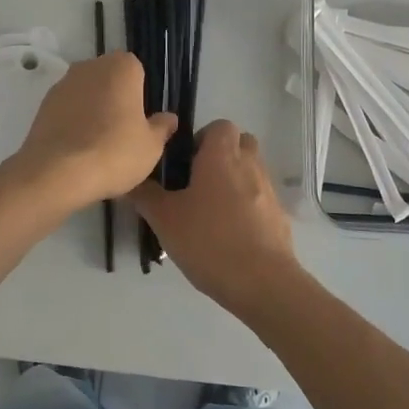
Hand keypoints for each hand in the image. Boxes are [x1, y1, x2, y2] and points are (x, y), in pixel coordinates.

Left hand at [4, 52, 176, 212]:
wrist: (57, 173)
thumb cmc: (114, 152)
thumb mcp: (151, 146)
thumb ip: (161, 127)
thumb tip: (169, 118)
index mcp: (122, 67)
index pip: (137, 71)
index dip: (141, 94)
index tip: (142, 119)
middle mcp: (91, 66)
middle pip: (110, 79)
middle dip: (117, 99)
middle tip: (124, 132)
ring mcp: (64, 83)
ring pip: (87, 93)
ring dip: (94, 109)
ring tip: (99, 144)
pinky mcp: (44, 104)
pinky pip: (68, 108)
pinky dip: (74, 121)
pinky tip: (79, 148)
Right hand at [130, 119, 301, 318]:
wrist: (263, 282)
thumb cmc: (209, 241)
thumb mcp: (165, 219)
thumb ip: (145, 195)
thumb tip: (129, 179)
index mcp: (222, 156)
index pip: (220, 125)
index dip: (202, 138)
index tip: (185, 162)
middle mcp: (249, 164)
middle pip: (240, 143)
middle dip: (221, 155)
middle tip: (197, 182)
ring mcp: (269, 190)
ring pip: (252, 170)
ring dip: (235, 180)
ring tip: (212, 211)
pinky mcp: (279, 216)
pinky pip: (261, 198)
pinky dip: (248, 206)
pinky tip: (230, 234)